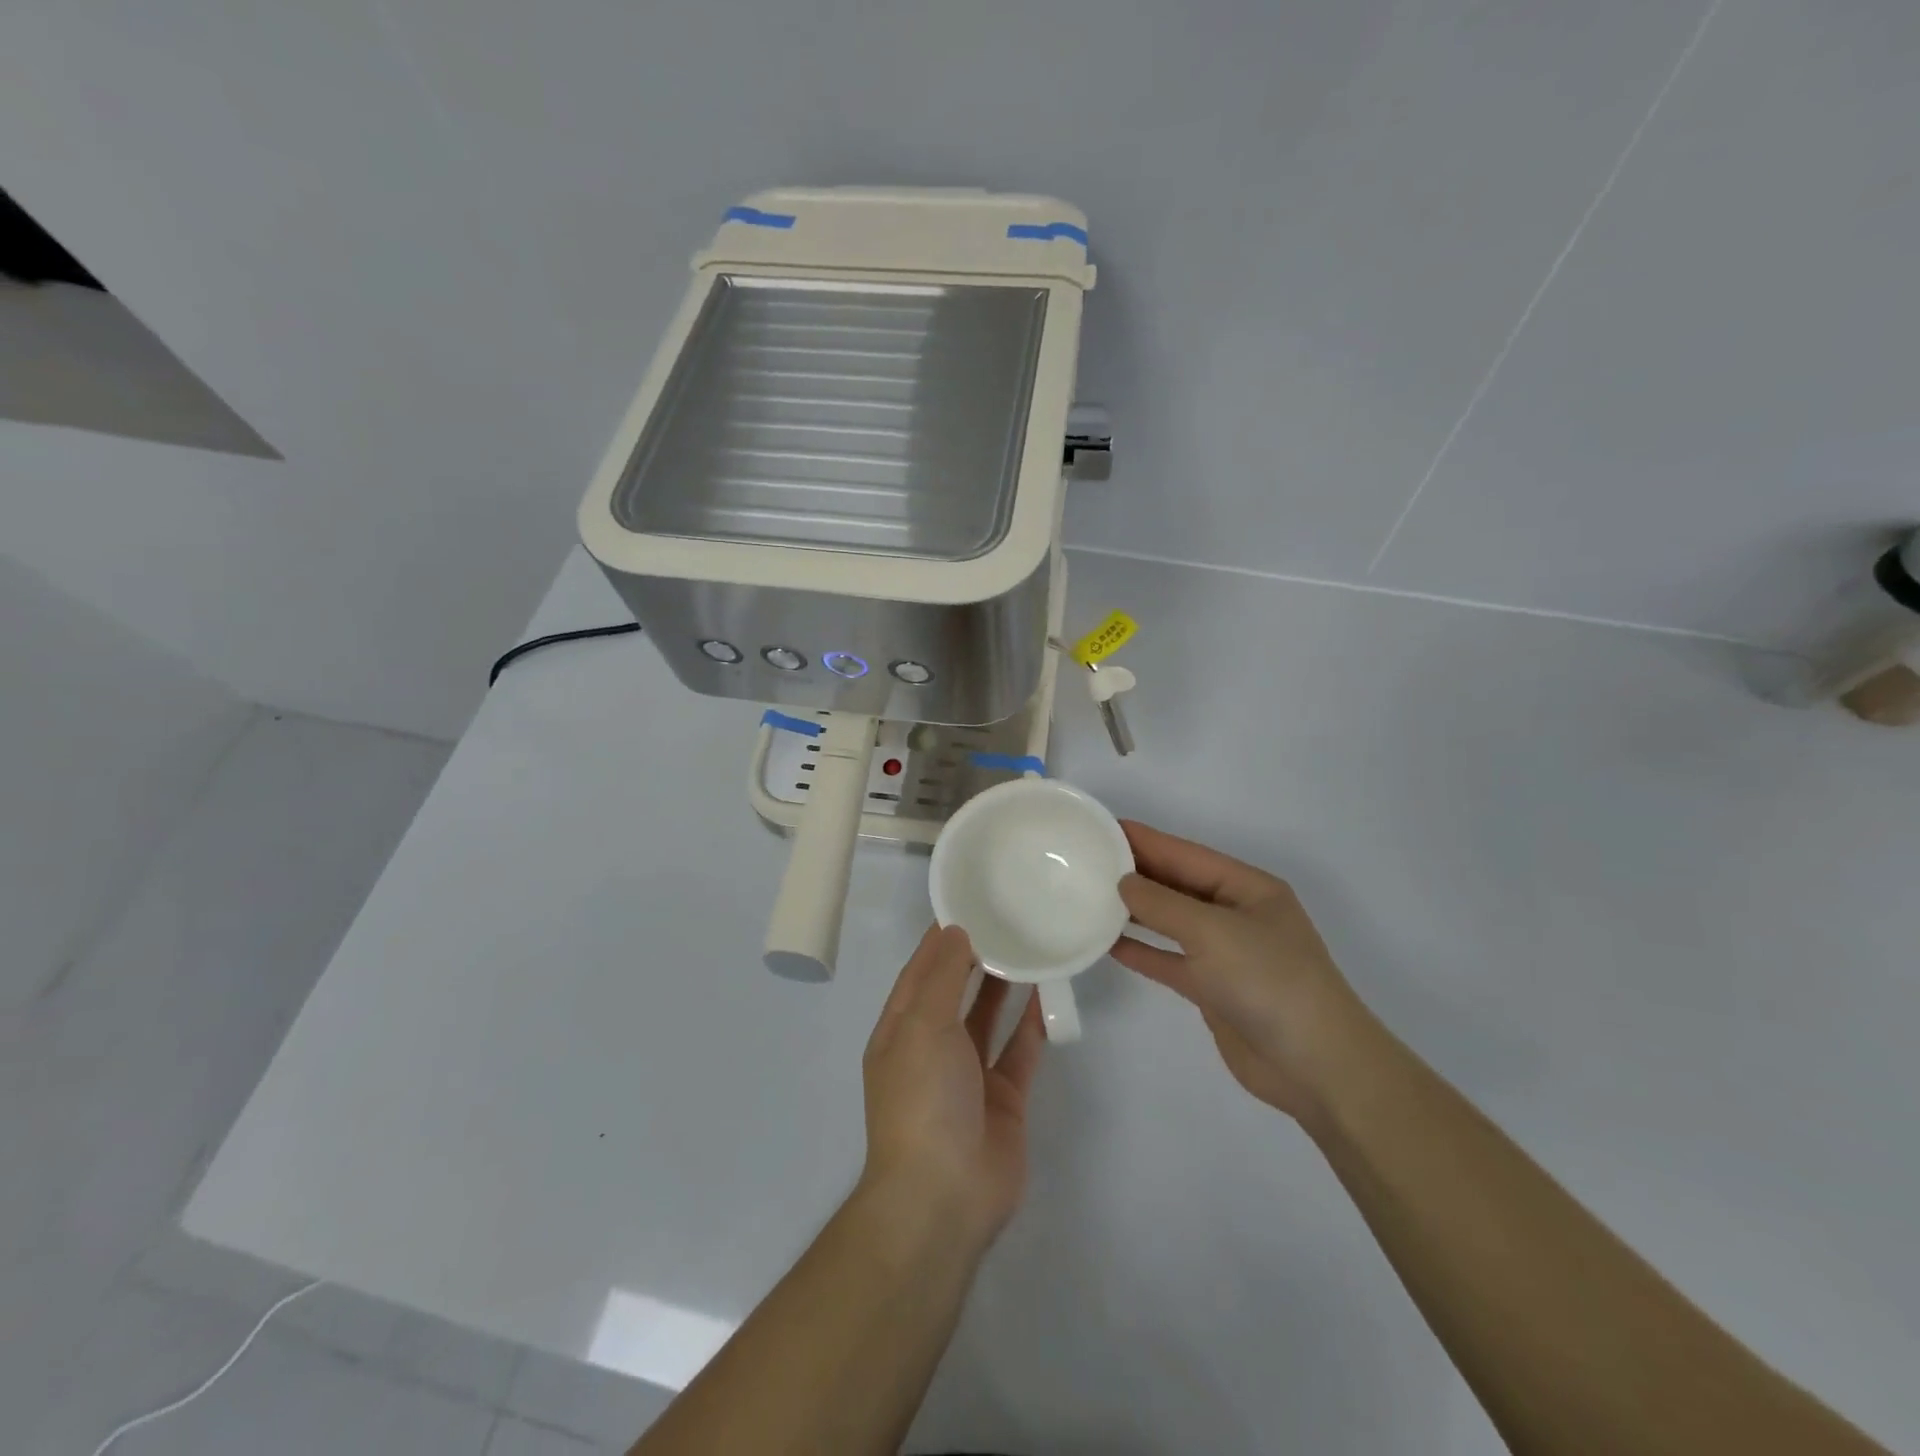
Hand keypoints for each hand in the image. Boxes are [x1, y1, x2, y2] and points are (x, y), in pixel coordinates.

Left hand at [860, 924, 1045, 1246]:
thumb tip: (955, 932)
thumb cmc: (923, 1098)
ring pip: (988, 1016)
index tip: (968, 904)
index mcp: (900, 1030)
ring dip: (1005, 985)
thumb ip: (941, 977)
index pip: (919, 972)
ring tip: (1029, 944)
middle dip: (975, 957)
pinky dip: (1033, 1022)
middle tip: (1008, 918)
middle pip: (955, 991)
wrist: (944, 1195)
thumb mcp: (921, 1026)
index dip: (940, 939)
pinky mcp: (1004, 1096)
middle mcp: (932, 1047)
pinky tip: (1050, 991)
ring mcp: (969, 1073)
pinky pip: (1020, 1048)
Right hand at [1112, 821, 1369, 1125]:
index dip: (1144, 840)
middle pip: (1177, 885)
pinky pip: (1169, 960)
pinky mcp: (1213, 989)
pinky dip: (1142, 951)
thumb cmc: (1268, 980)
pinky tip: (1108, 944)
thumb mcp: (1213, 931)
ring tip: (1089, 896)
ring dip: (1134, 912)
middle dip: (1135, 872)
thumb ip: (1162, 904)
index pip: (1185, 854)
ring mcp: (1225, 953)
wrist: (1315, 1065)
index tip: (1101, 827)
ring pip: (1170, 922)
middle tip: (1085, 860)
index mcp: (1247, 888)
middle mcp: (1235, 914)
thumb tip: (1123, 883)